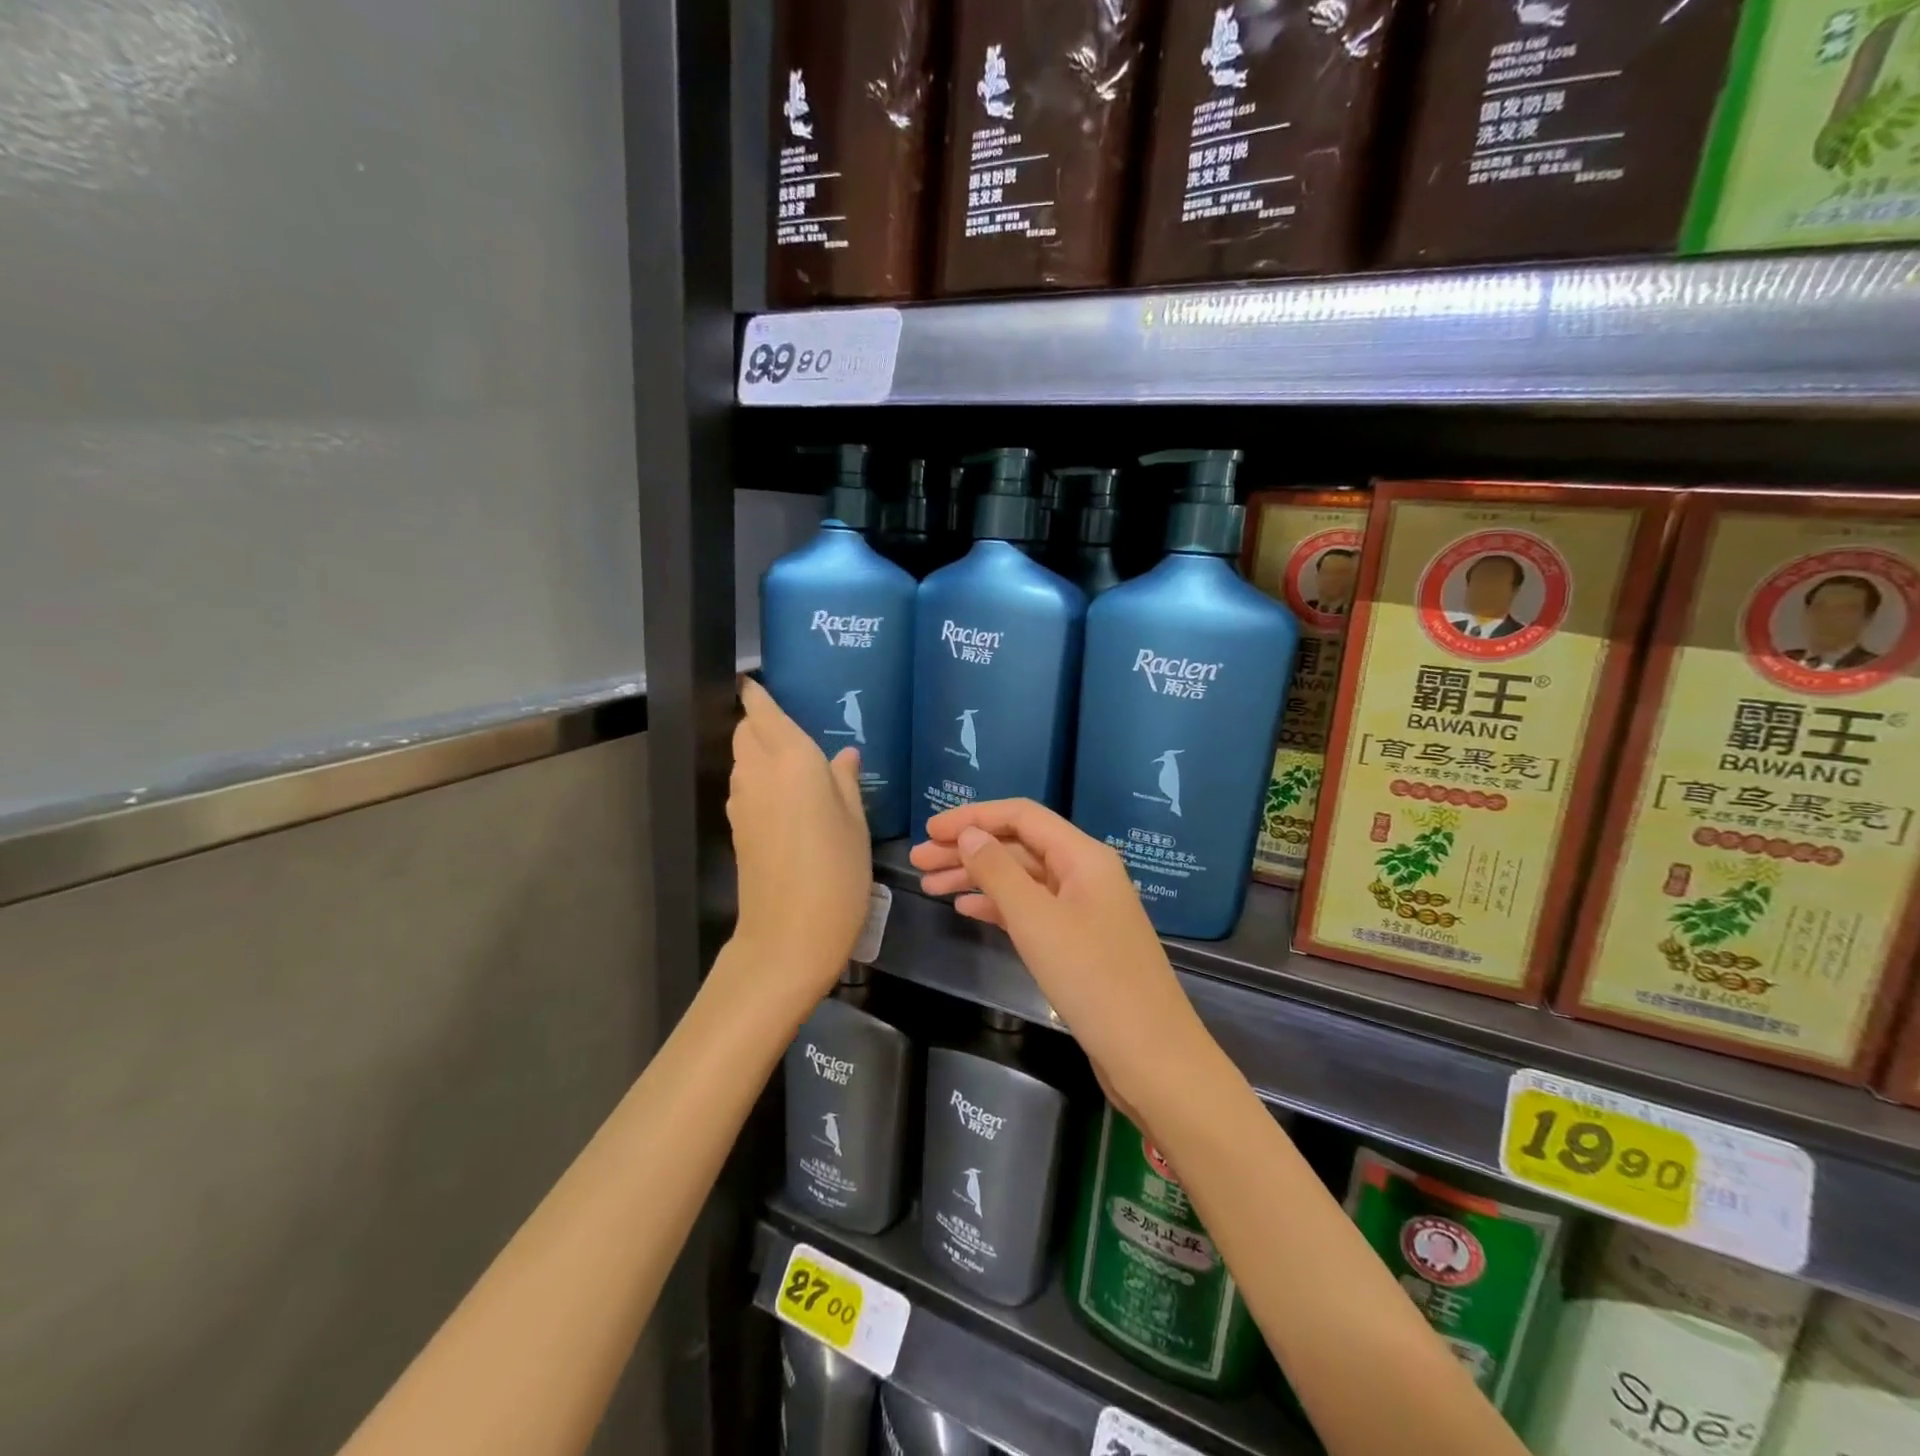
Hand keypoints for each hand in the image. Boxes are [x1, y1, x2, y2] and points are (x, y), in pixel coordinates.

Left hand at [727, 679, 871, 1001]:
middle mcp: (758, 773)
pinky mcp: (737, 829)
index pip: (762, 712)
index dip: (756, 695)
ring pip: (741, 759)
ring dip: (757, 750)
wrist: (789, 936)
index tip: (756, 681)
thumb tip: (844, 755)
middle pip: (745, 733)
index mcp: (792, 761)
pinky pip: (744, 786)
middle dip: (758, 721)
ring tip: (792, 761)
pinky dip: (757, 778)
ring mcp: (742, 802)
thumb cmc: (837, 873)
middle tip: (790, 726)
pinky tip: (786, 797)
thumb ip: (845, 781)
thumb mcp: (856, 823)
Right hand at [909, 799, 1217, 1113]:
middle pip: (1018, 846)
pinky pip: (1031, 909)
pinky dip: (998, 906)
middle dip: (968, 849)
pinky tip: (966, 909)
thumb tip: (969, 834)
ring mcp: (1083, 908)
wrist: (1149, 1053)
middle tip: (918, 861)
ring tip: (929, 885)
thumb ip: (998, 871)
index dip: (974, 817)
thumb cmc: (1092, 979)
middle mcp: (1085, 873)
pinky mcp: (1078, 940)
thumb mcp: (1037, 920)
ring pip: (1021, 879)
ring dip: (977, 878)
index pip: (1021, 816)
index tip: (930, 830)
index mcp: (1083, 856)